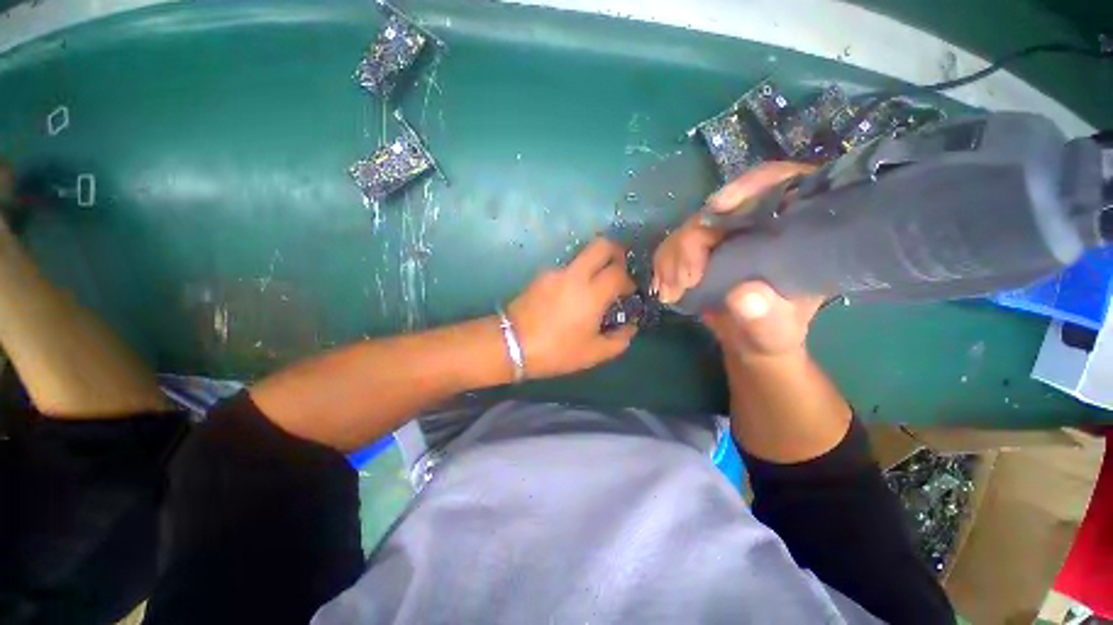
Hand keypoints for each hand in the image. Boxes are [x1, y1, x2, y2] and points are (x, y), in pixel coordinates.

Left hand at [508, 237, 636, 378]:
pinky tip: (570, 296)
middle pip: (601, 245)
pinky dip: (576, 276)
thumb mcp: (593, 353)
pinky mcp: (541, 275)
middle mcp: (575, 274)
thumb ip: (619, 340)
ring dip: (593, 265)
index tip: (628, 292)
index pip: (618, 272)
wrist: (512, 344)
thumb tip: (630, 327)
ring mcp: (555, 272)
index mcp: (592, 293)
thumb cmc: (556, 351)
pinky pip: (566, 268)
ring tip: (592, 289)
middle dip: (616, 252)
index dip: (628, 280)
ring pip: (582, 255)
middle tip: (618, 270)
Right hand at [652, 162, 824, 358]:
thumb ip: (766, 320)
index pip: (782, 183)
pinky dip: (665, 264)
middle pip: (723, 207)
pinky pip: (677, 242)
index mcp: (797, 229)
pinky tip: (663, 288)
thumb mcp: (776, 333)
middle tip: (682, 280)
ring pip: (694, 225)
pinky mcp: (705, 245)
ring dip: (674, 256)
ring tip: (670, 292)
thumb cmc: (772, 334)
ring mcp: (729, 233)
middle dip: (694, 240)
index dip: (750, 186)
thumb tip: (743, 295)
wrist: (747, 338)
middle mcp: (761, 222)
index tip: (718, 207)